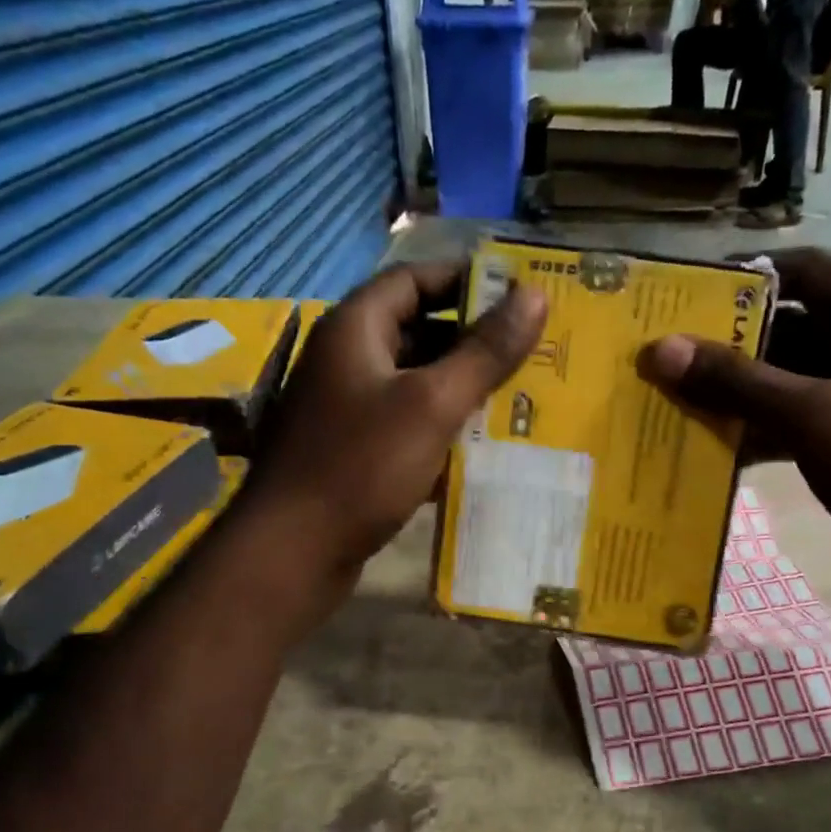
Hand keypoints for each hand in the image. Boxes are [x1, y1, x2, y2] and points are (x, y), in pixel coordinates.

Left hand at [242, 260, 546, 594]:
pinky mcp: (351, 451)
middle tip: (529, 351)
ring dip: (459, 387)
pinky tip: (478, 446)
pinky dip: (438, 427)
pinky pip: (403, 424)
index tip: (517, 296)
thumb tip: (535, 295)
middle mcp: (345, 360)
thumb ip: (484, 352)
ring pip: (412, 382)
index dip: (464, 281)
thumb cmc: (362, 466)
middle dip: (471, 340)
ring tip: (516, 397)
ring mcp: (345, 409)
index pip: (412, 280)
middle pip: (415, 331)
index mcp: (355, 329)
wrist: (295, 551)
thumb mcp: (432, 404)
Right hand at [638, 247, 830, 620]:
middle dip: (726, 344)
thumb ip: (737, 381)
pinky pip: (791, 423)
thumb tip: (661, 349)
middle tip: (662, 358)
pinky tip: (709, 449)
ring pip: (784, 381)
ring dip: (734, 393)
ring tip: (670, 402)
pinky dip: (754, 432)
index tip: (682, 298)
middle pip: (786, 328)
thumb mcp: (815, 415)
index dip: (743, 278)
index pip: (802, 270)